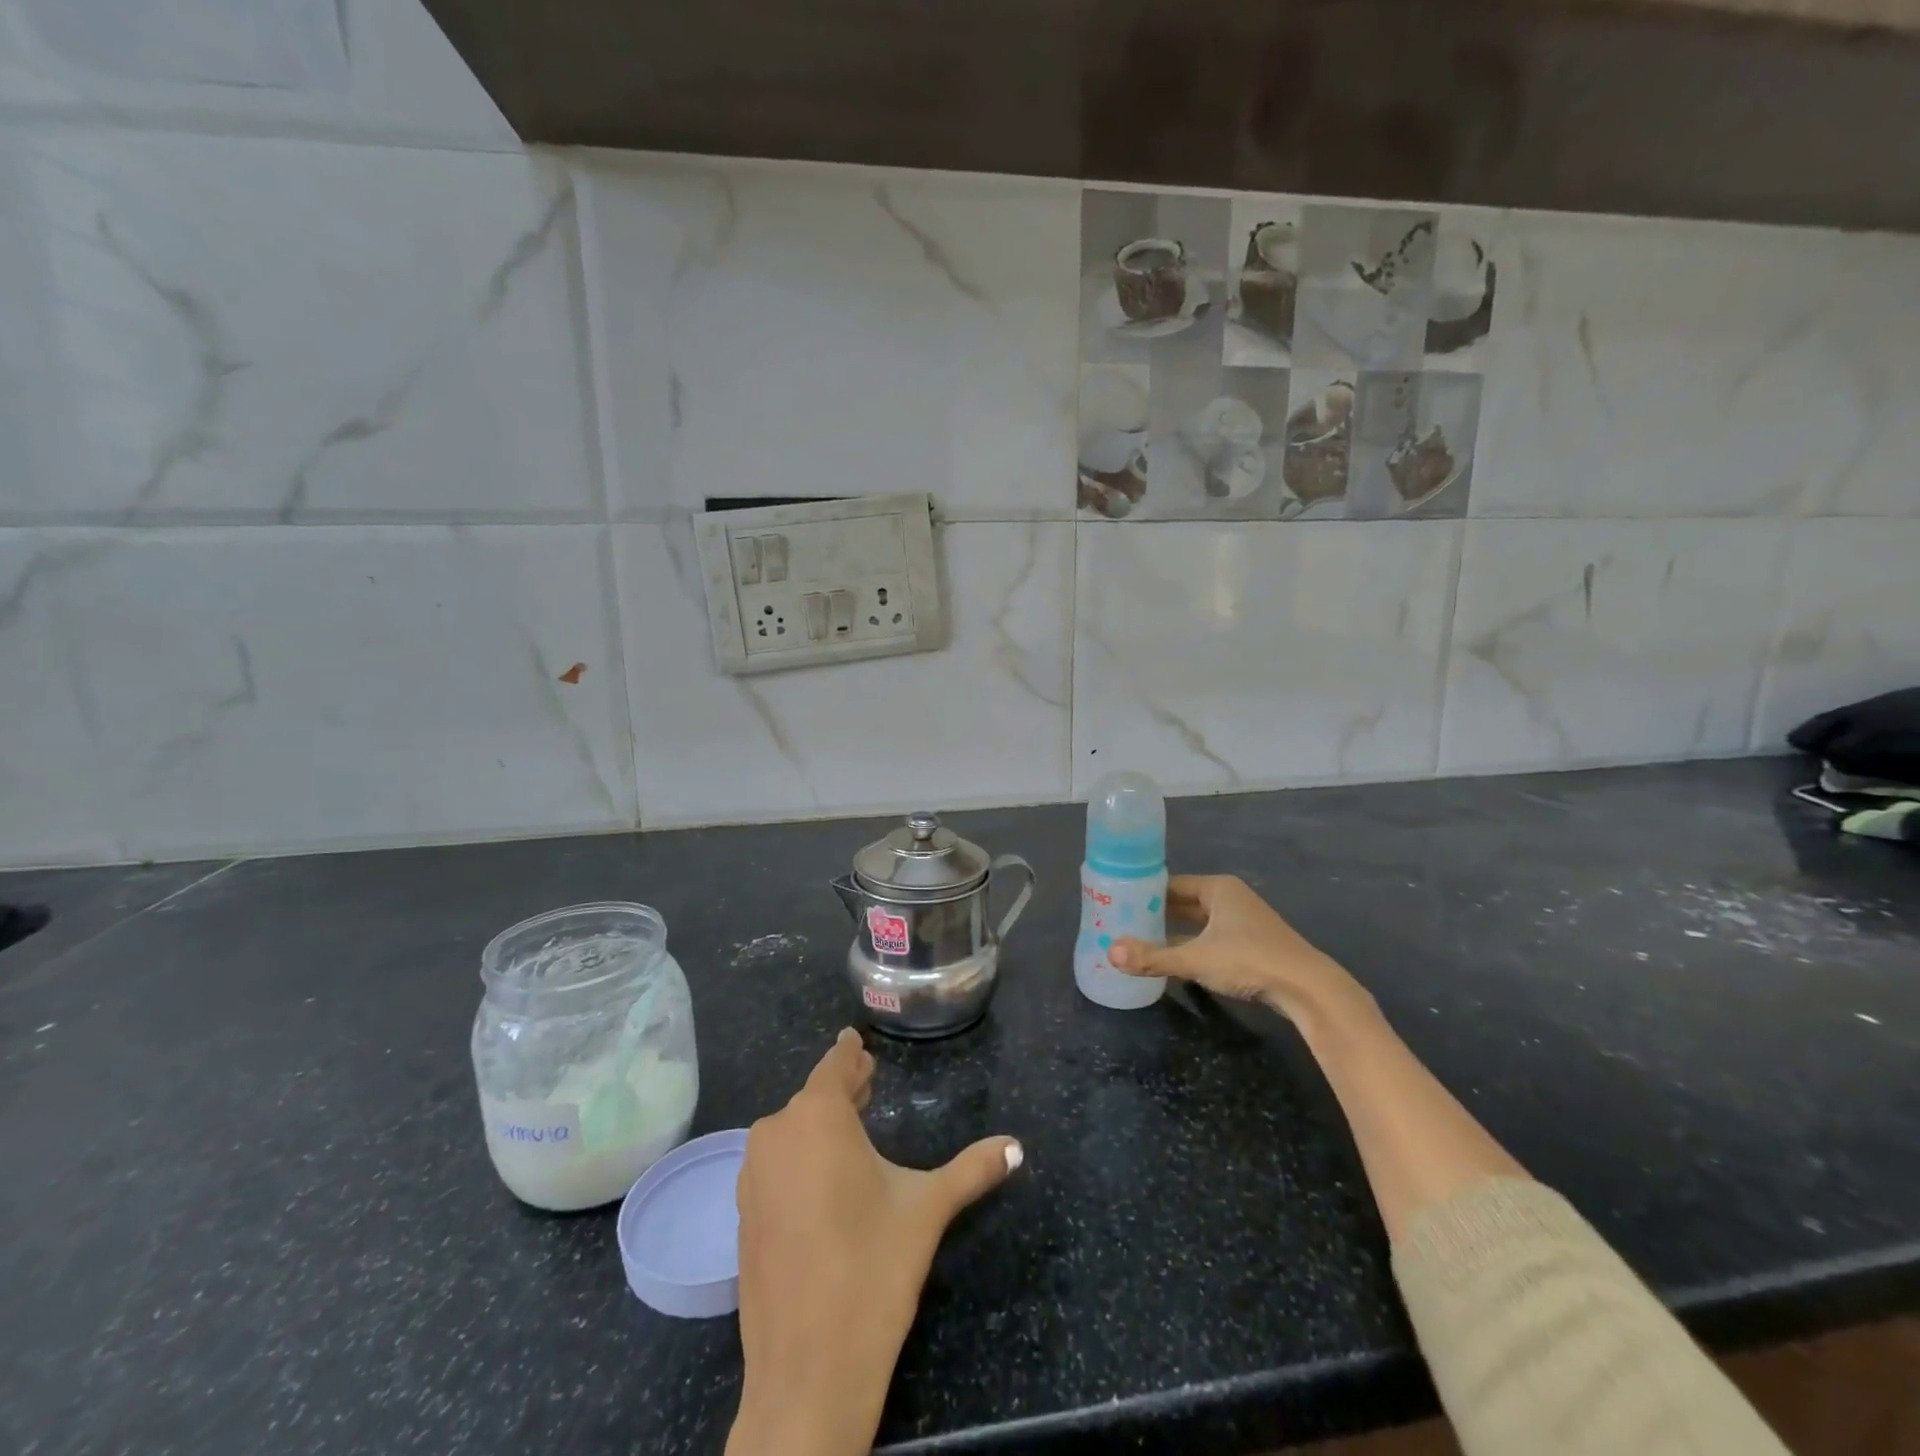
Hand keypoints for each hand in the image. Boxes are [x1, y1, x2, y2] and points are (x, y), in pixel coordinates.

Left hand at [727, 1029, 1022, 1455]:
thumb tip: (1017, 1146)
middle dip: (842, 1088)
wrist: (807, 1372)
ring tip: (852, 1127)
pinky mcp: (742, 1215)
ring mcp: (752, 1176)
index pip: (834, 1065)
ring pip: (791, 1130)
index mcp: (817, 1117)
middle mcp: (776, 1134)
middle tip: (869, 1082)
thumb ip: (972, 1170)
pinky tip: (825, 1178)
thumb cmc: (871, 1270)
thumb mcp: (927, 1210)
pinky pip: (776, 1164)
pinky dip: (800, 1156)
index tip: (857, 1040)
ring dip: (820, 1123)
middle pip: (813, 1097)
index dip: (849, 1053)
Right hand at [1109, 874, 1373, 1029]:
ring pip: (1197, 921)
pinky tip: (1173, 957)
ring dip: (1173, 929)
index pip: (1170, 883)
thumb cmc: (1249, 960)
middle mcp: (1230, 898)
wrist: (1308, 989)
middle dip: (1155, 911)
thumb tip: (1110, 953)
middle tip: (1122, 921)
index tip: (1116, 901)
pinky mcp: (1252, 944)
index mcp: (1217, 888)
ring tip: (1140, 939)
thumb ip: (1153, 957)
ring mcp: (1243, 921)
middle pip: (1183, 901)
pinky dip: (1191, 943)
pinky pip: (1210, 936)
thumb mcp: (1195, 959)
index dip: (1144, 892)